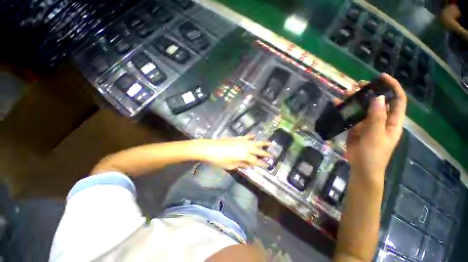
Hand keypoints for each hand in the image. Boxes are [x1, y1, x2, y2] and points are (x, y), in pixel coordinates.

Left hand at [198, 135, 271, 169]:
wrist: (208, 148)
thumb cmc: (218, 159)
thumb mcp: (230, 165)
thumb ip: (241, 164)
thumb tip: (248, 164)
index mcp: (244, 156)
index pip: (255, 161)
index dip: (262, 163)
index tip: (268, 165)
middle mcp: (245, 147)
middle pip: (258, 151)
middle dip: (265, 153)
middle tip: (273, 155)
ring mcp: (241, 141)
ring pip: (255, 142)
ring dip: (262, 143)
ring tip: (270, 143)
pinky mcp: (236, 138)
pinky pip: (246, 137)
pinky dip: (251, 136)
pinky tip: (254, 135)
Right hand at [344, 73, 406, 180]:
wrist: (361, 168)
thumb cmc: (374, 154)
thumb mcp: (376, 135)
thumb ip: (377, 117)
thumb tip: (377, 98)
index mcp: (392, 122)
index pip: (397, 100)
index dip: (392, 87)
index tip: (381, 77)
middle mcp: (382, 120)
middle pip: (378, 102)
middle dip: (370, 91)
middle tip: (358, 84)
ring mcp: (368, 124)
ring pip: (363, 108)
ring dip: (355, 100)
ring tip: (345, 93)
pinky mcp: (356, 129)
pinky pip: (351, 117)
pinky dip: (345, 111)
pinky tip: (337, 105)